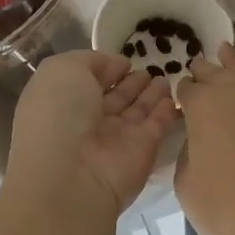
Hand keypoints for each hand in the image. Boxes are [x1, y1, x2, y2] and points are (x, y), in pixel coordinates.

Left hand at [5, 51, 180, 216]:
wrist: (71, 174)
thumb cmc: (59, 113)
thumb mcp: (63, 70)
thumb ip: (90, 61)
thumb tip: (116, 65)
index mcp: (63, 102)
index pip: (88, 81)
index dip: (106, 68)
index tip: (126, 59)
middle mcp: (88, 121)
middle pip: (115, 98)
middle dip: (132, 83)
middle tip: (153, 68)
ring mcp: (116, 138)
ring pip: (137, 111)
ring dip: (151, 94)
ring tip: (166, 77)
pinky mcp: (142, 151)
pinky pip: (157, 125)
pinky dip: (166, 111)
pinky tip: (175, 96)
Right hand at [175, 45, 234, 234]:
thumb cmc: (231, 208)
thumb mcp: (188, 189)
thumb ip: (188, 157)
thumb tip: (198, 144)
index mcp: (202, 105)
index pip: (186, 87)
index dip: (182, 93)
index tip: (180, 99)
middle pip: (214, 71)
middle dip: (204, 71)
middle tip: (199, 69)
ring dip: (234, 63)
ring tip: (227, 53)